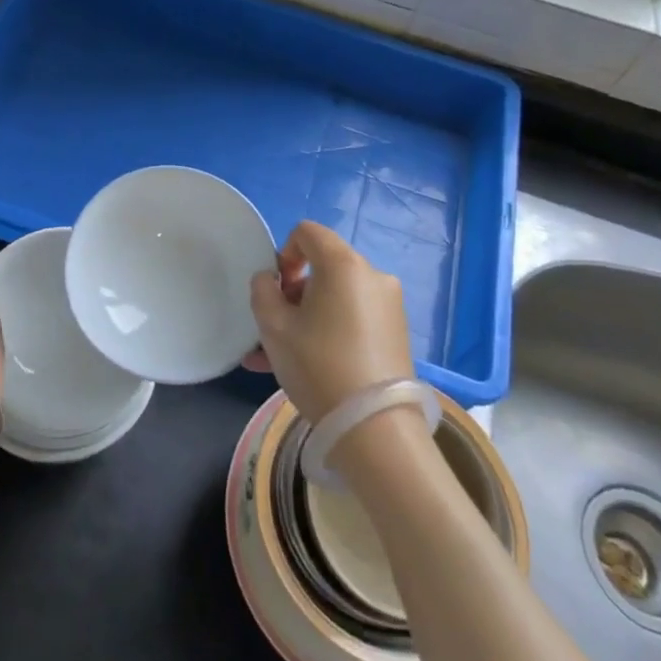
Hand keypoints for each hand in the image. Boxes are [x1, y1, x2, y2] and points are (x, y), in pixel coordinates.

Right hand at [248, 222, 414, 423]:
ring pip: (336, 297)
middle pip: (324, 266)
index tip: (278, 289)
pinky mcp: (397, 333)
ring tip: (281, 356)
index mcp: (343, 264)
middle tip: (278, 326)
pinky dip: (330, 330)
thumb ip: (263, 291)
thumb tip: (271, 280)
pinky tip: (307, 366)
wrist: (374, 428)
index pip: (307, 232)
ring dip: (308, 316)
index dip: (284, 253)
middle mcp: (372, 275)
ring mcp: (389, 305)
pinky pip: (353, 318)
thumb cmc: (318, 365)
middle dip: (295, 291)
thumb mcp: (273, 326)